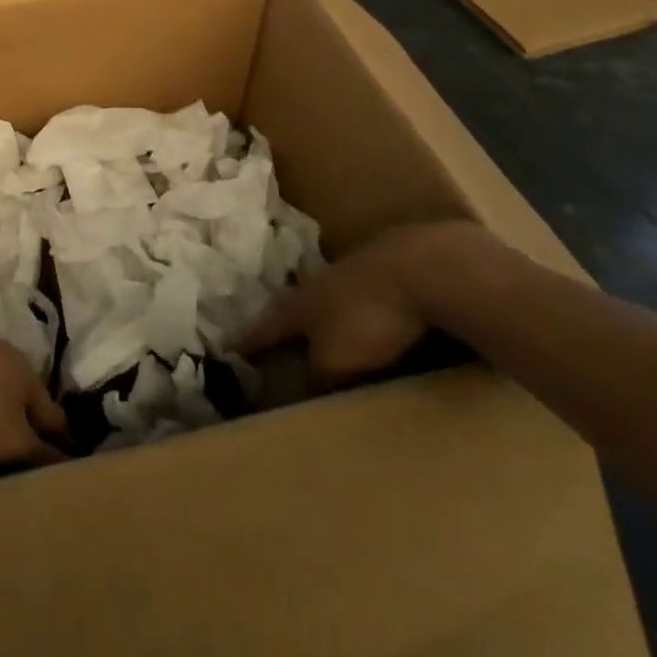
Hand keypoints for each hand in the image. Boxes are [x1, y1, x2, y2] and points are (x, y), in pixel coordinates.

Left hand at [0, 313, 70, 466]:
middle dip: (20, 425)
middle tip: (21, 459)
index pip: (52, 413)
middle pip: (19, 397)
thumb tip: (67, 463)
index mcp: (28, 375)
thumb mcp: (10, 439)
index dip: (61, 438)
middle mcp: (3, 357)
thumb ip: (37, 452)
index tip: (68, 457)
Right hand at [238, 221, 497, 382]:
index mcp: (297, 305)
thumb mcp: (335, 362)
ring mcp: (354, 273)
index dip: (248, 342)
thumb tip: (302, 387)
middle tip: (281, 342)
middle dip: (289, 325)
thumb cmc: (368, 319)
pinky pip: (368, 298)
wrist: (425, 268)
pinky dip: (364, 313)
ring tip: (329, 336)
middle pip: (295, 308)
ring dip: (328, 317)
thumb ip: (316, 376)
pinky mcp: (390, 271)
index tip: (231, 350)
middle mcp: (317, 284)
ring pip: (331, 299)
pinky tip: (376, 323)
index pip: (264, 328)